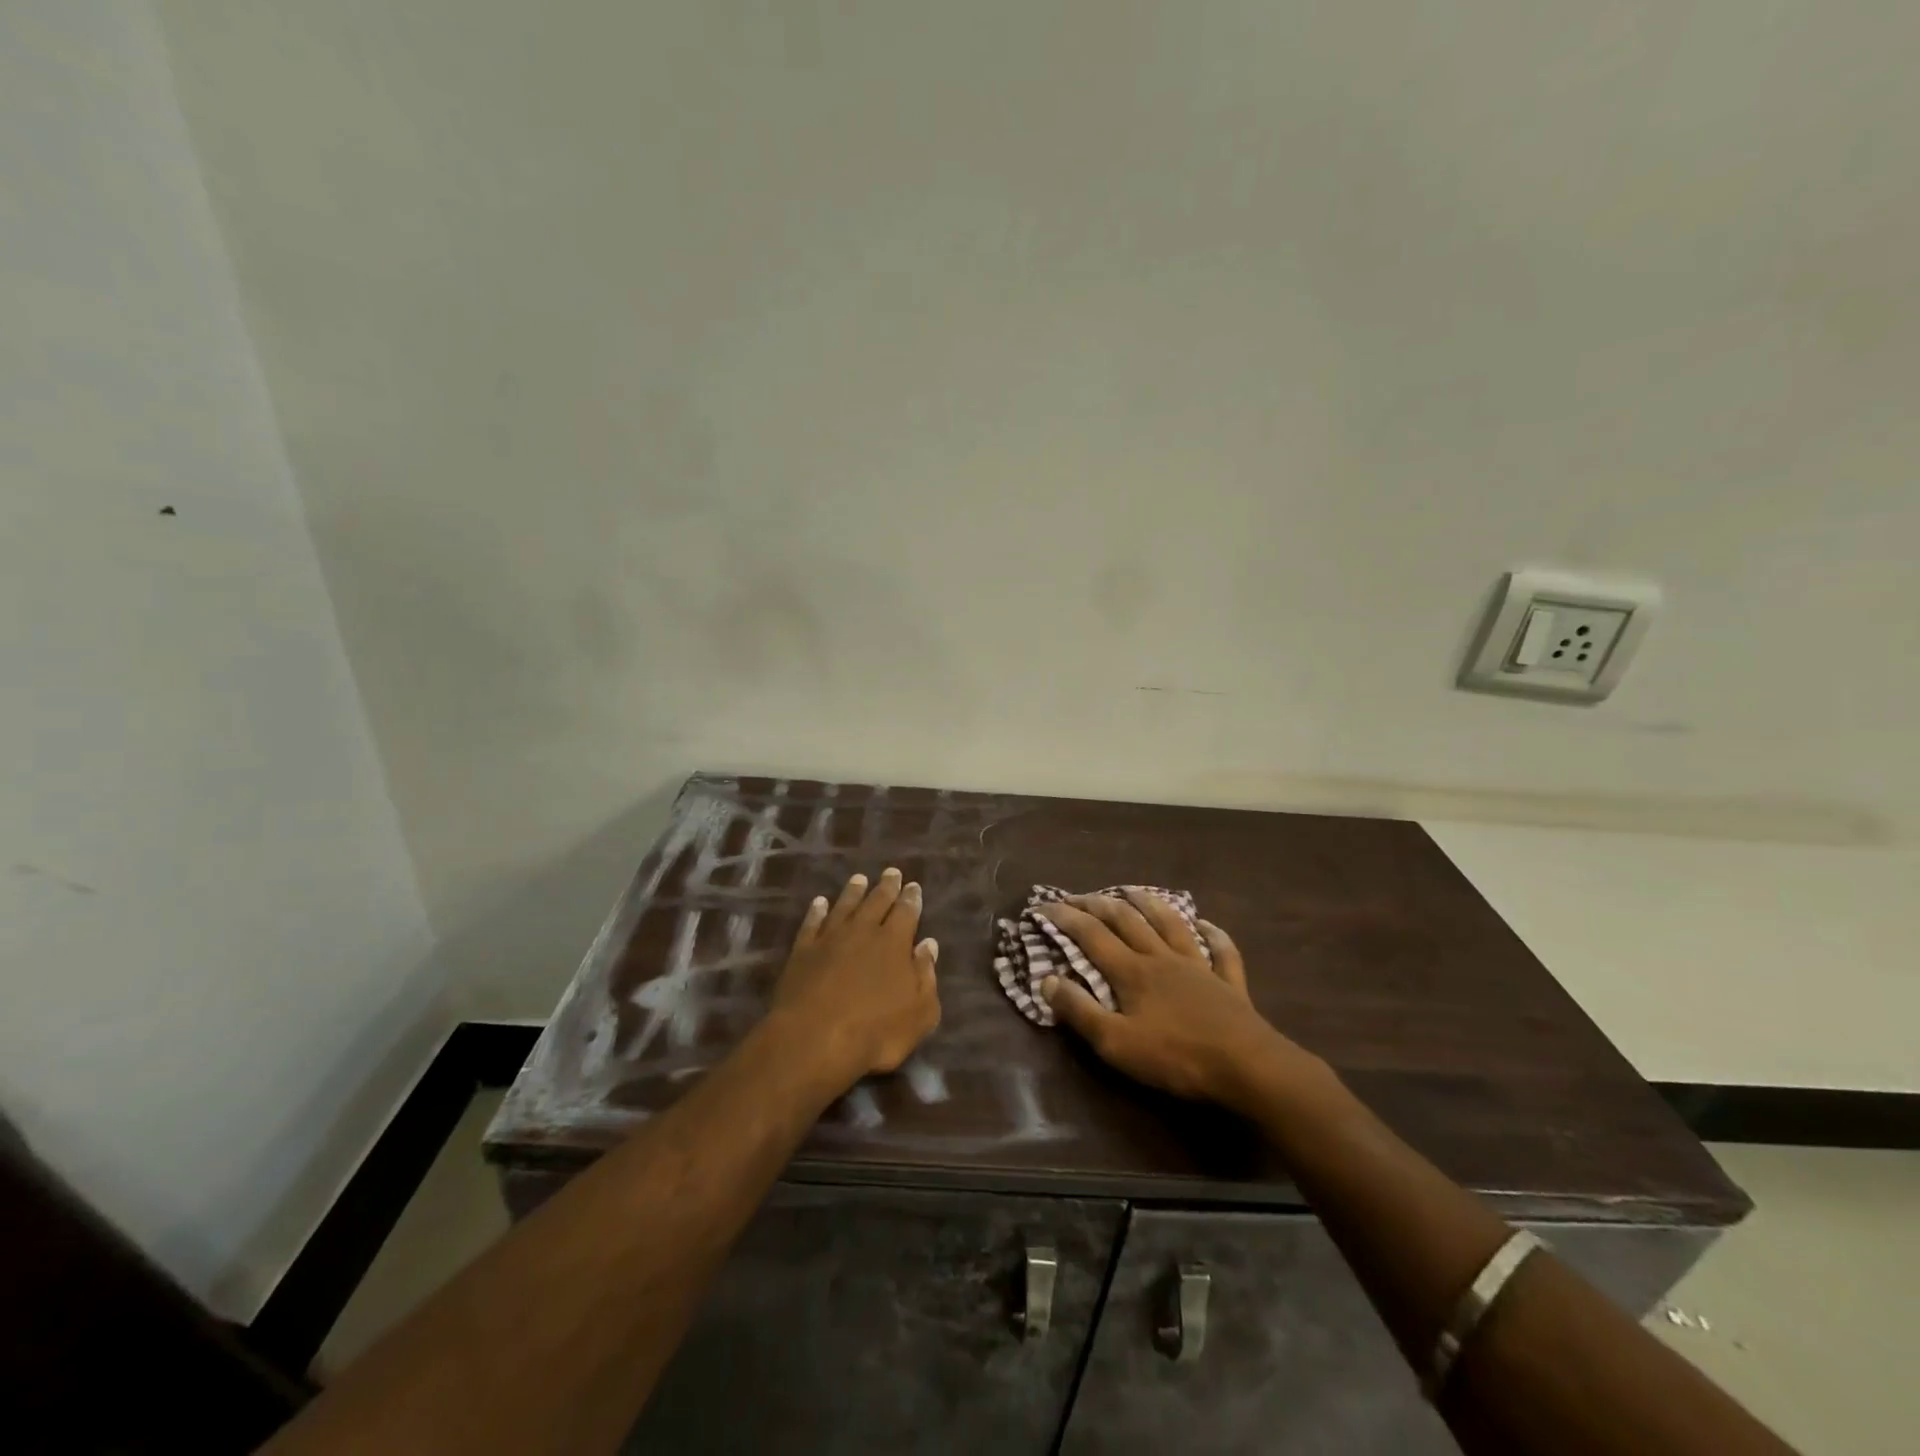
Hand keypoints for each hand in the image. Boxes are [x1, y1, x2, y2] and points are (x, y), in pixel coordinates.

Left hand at [770, 868, 940, 1086]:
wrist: (813, 1039)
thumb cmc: (876, 1031)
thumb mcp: (920, 1012)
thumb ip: (926, 975)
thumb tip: (928, 944)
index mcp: (894, 942)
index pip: (906, 912)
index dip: (911, 898)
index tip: (913, 885)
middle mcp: (863, 931)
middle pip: (876, 901)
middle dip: (886, 887)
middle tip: (891, 872)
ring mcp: (830, 938)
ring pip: (844, 906)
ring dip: (853, 892)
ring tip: (859, 879)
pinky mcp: (802, 951)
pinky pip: (812, 923)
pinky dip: (816, 911)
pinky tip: (819, 903)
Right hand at [1039, 890, 1294, 1110]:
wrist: (1246, 1066)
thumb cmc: (1176, 1057)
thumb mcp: (1115, 1043)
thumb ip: (1079, 1011)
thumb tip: (1047, 980)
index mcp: (1132, 972)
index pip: (1091, 936)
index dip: (1066, 918)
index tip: (1044, 906)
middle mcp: (1162, 958)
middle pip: (1127, 922)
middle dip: (1099, 905)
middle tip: (1080, 896)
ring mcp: (1198, 967)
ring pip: (1171, 925)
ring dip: (1150, 904)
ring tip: (1133, 890)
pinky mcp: (1229, 984)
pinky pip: (1221, 951)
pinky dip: (1213, 935)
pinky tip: (1207, 924)